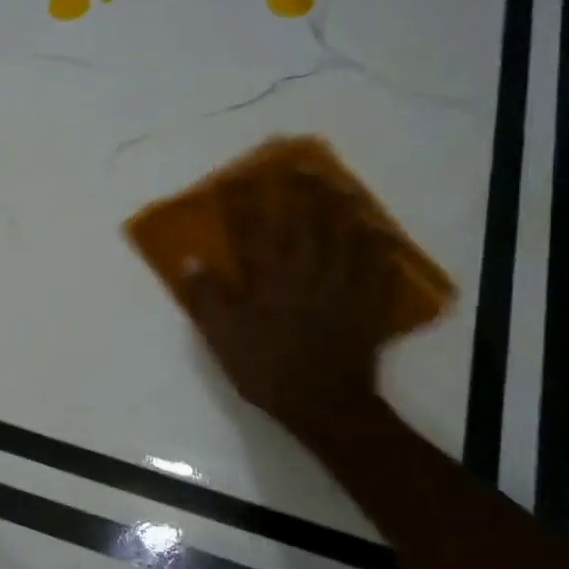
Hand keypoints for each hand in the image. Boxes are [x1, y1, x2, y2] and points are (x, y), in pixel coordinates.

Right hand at [180, 175, 388, 443]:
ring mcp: (342, 283)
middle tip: (301, 165)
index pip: (253, 227)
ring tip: (340, 187)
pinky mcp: (367, 302)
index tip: (239, 177)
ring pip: (345, 234)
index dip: (245, 200)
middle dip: (300, 190)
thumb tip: (190, 260)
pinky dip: (378, 245)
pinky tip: (378, 234)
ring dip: (342, 207)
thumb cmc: (266, 367)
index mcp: (269, 275)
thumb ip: (206, 296)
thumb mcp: (222, 336)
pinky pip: (377, 265)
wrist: (324, 402)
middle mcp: (307, 269)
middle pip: (306, 220)